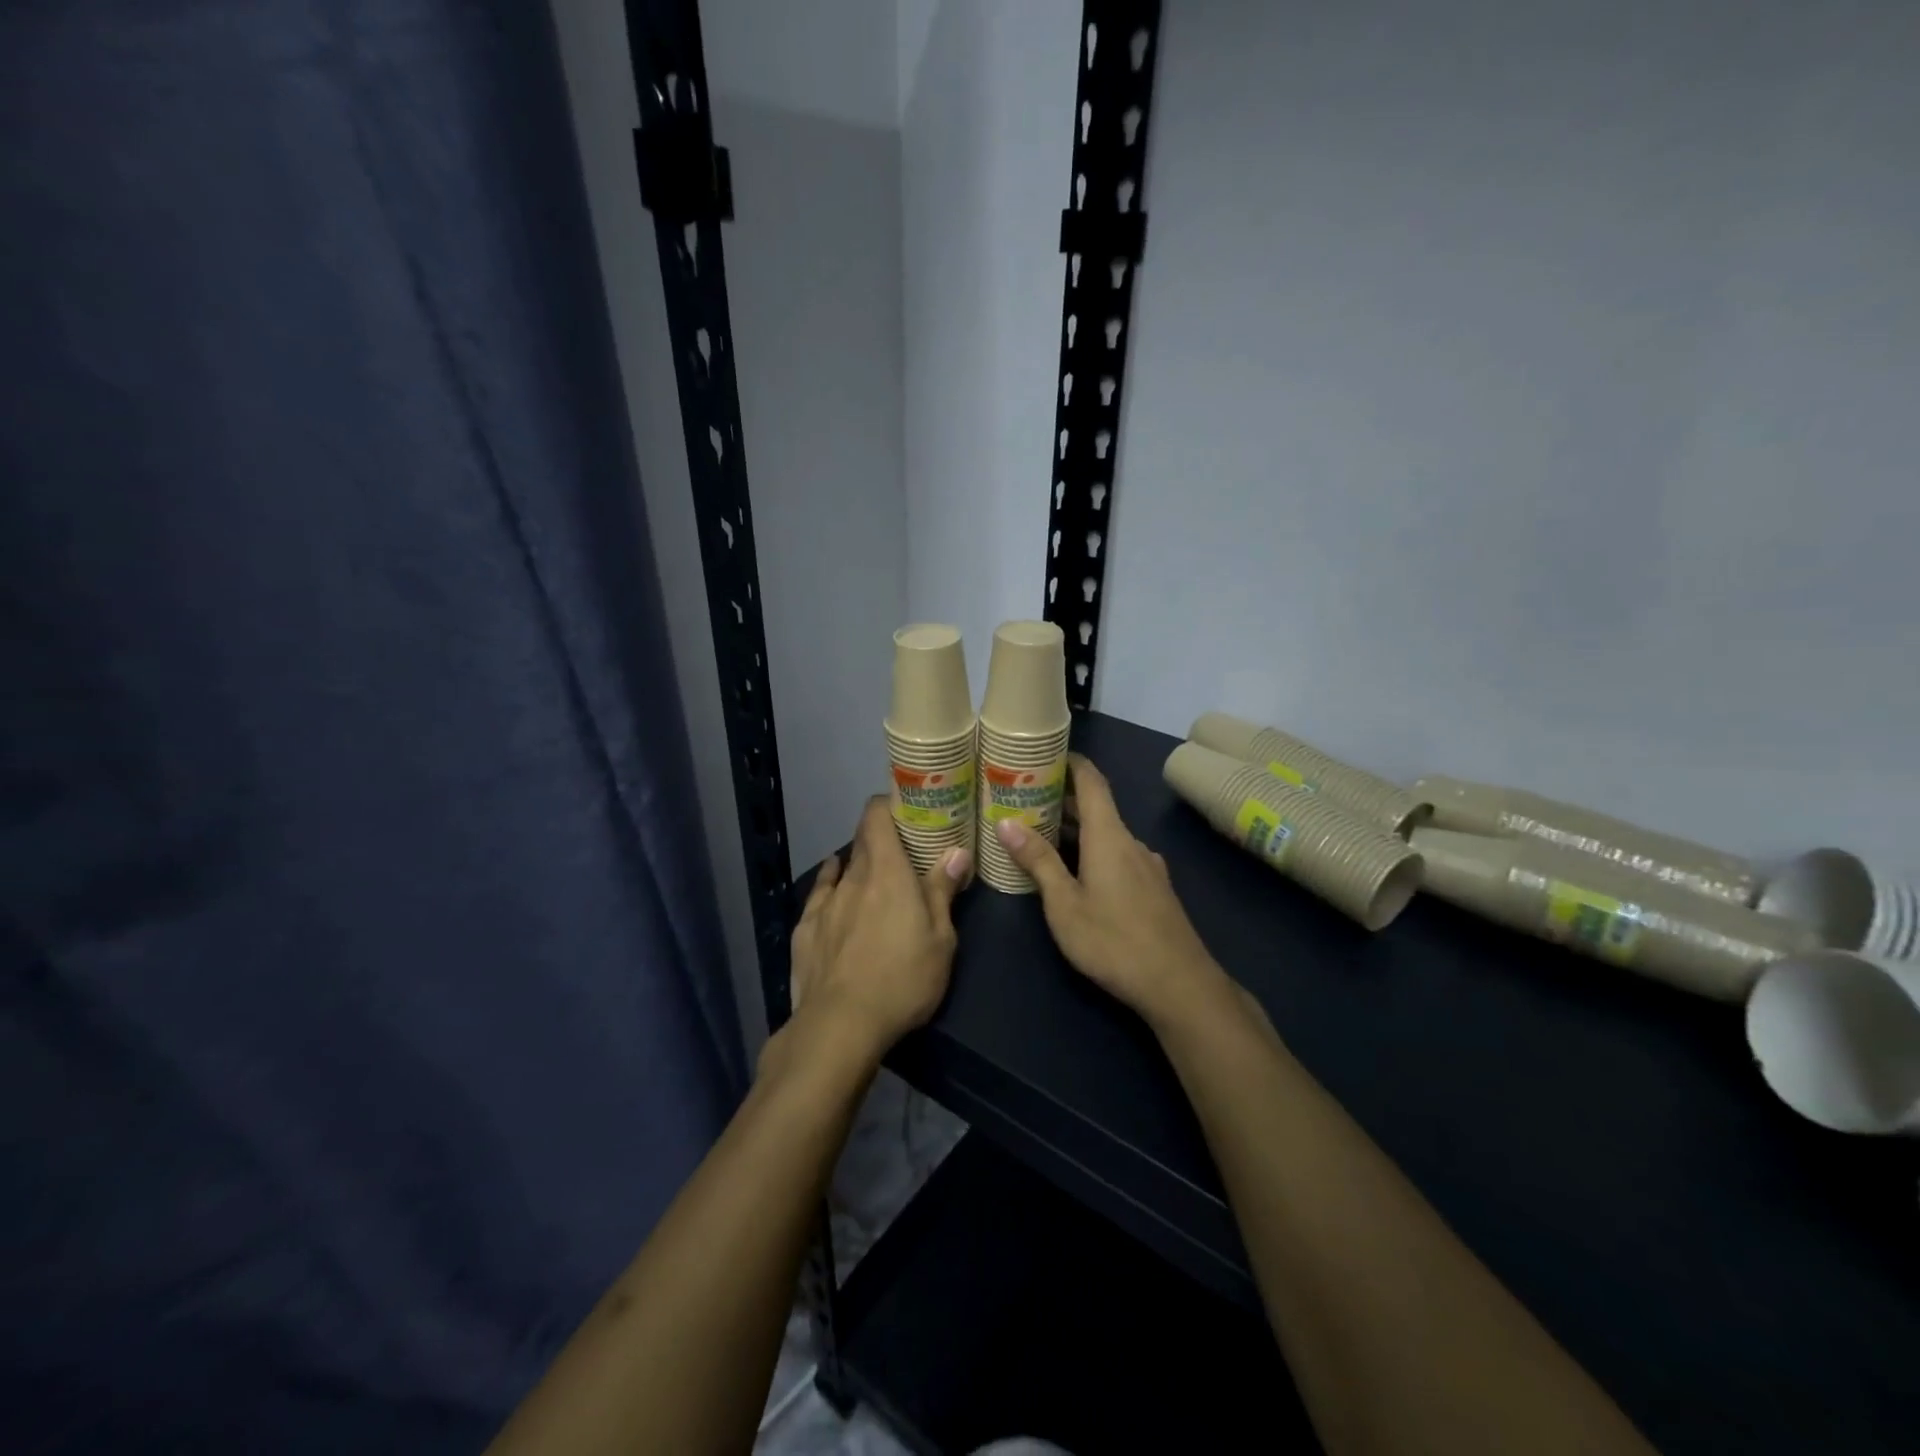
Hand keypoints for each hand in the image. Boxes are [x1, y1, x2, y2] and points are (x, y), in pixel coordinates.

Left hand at [788, 797, 970, 1061]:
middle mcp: (853, 878)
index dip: (887, 804)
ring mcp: (825, 903)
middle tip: (903, 849)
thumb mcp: (941, 940)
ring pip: (843, 869)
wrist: (839, 1025)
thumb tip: (956, 850)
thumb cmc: (902, 980)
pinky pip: (820, 894)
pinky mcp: (805, 929)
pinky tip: (833, 883)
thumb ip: (943, 890)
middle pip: (862, 841)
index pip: (877, 816)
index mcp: (887, 873)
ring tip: (873, 874)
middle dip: (880, 837)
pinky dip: (831, 883)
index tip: (905, 809)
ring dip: (859, 865)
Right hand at [993, 754, 1227, 1027]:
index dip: (1071, 762)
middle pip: (1097, 807)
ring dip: (1076, 829)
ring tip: (1041, 836)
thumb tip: (1007, 822)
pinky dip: (1093, 851)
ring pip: (1107, 834)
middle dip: (1062, 800)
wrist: (1180, 985)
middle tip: (1024, 800)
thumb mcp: (1064, 904)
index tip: (1044, 753)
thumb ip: (1038, 861)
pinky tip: (1076, 873)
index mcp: (1109, 836)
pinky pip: (1118, 855)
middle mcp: (1131, 842)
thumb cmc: (1113, 940)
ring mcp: (1147, 866)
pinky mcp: (1154, 889)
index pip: (1092, 781)